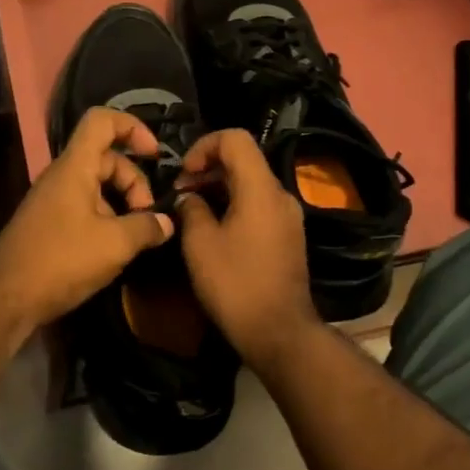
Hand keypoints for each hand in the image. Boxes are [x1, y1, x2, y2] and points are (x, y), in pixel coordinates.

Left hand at [0, 107, 174, 339]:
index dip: (133, 127)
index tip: (155, 154)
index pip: (102, 121)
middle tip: (148, 218)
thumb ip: (146, 228)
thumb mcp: (114, 244)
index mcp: (75, 166)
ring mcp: (54, 200)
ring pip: (98, 186)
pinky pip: (85, 207)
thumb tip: (166, 223)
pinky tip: (116, 249)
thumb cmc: (61, 260)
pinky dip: (106, 219)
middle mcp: (63, 176)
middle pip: (107, 159)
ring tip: (136, 237)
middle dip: (135, 182)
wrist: (4, 297)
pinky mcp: (50, 224)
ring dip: (122, 205)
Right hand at [172, 129, 319, 365]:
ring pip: (251, 183)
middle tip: (181, 195)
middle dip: (208, 168)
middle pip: (243, 159)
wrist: (279, 332)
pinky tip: (215, 230)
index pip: (235, 138)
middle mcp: (280, 194)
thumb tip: (190, 198)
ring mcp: (288, 216)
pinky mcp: (288, 236)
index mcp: (260, 188)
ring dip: (219, 188)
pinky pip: (259, 205)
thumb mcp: (200, 243)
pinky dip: (235, 204)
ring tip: (193, 212)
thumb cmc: (235, 283)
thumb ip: (191, 209)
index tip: (185, 174)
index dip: (204, 146)